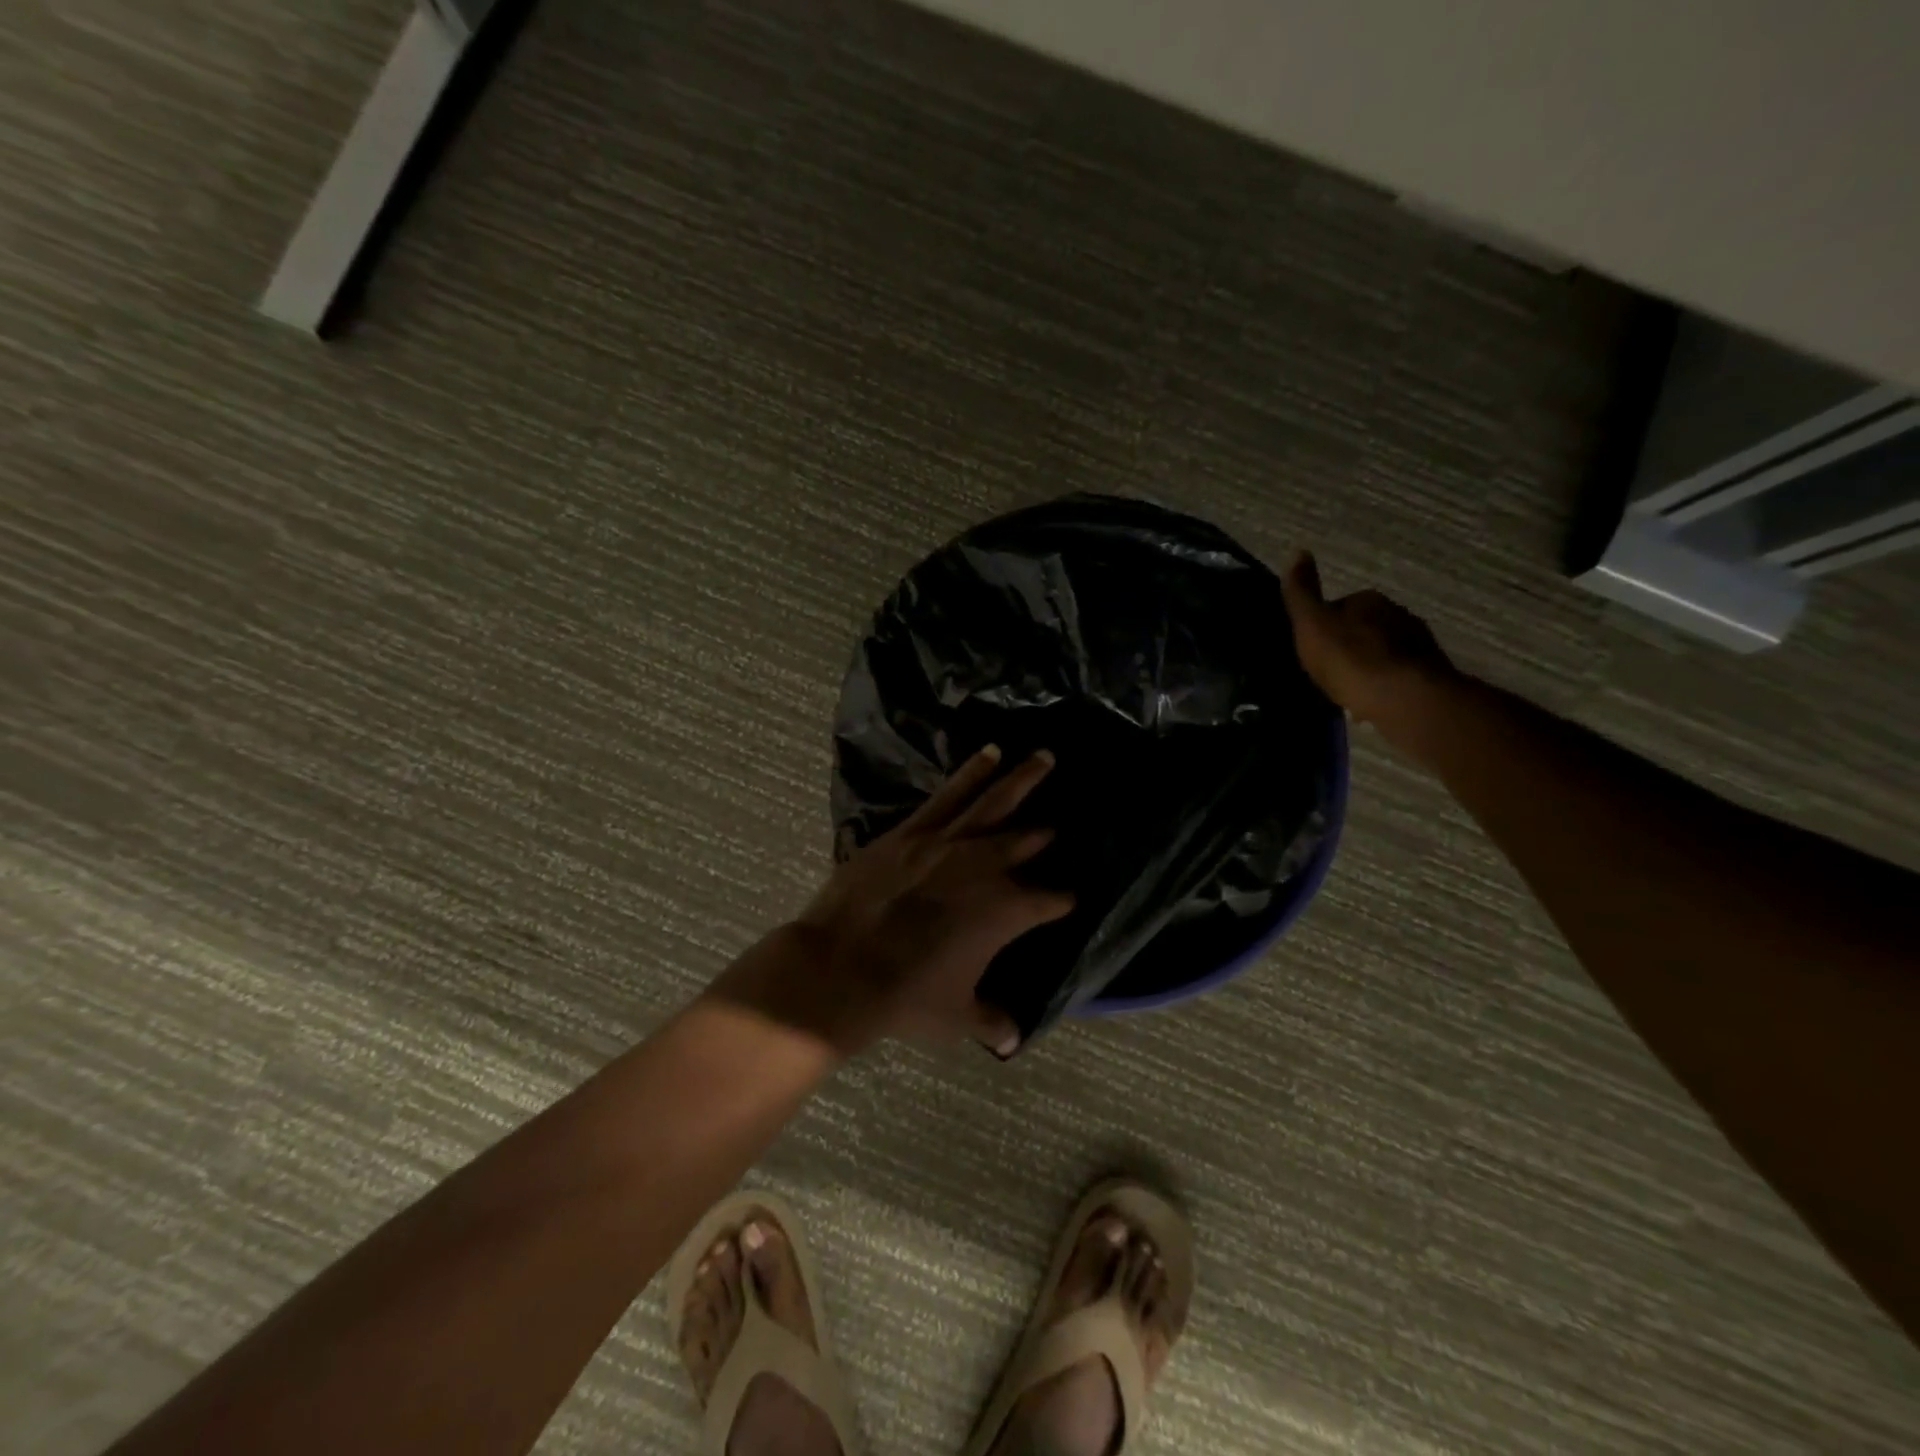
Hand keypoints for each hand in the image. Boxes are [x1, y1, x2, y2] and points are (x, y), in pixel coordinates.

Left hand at [758, 746, 1072, 1057]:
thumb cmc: (905, 997)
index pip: (1048, 901)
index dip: (1061, 900)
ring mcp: (947, 843)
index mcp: (1005, 911)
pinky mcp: (912, 831)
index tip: (1069, 899)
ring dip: (1022, 779)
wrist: (841, 967)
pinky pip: (949, 796)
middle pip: (1026, 841)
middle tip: (1061, 822)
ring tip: (1043, 756)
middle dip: (1046, 832)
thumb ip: (990, 1021)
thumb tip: (1013, 1039)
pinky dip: (971, 774)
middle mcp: (984, 868)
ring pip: (993, 803)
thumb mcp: (955, 1016)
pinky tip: (988, 755)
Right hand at [1280, 550, 1457, 726]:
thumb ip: (1302, 593)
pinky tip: (1372, 701)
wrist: (1404, 698)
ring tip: (1350, 689)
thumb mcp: (1312, 624)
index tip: (1313, 648)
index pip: (1340, 606)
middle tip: (1329, 670)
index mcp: (1368, 600)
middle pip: (1364, 628)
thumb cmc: (1351, 660)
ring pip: (1383, 651)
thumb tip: (1299, 552)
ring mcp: (1418, 643)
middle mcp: (1398, 613)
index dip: (1324, 626)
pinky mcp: (1430, 672)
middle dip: (1349, 645)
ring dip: (1368, 665)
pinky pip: (1397, 673)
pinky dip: (1384, 683)